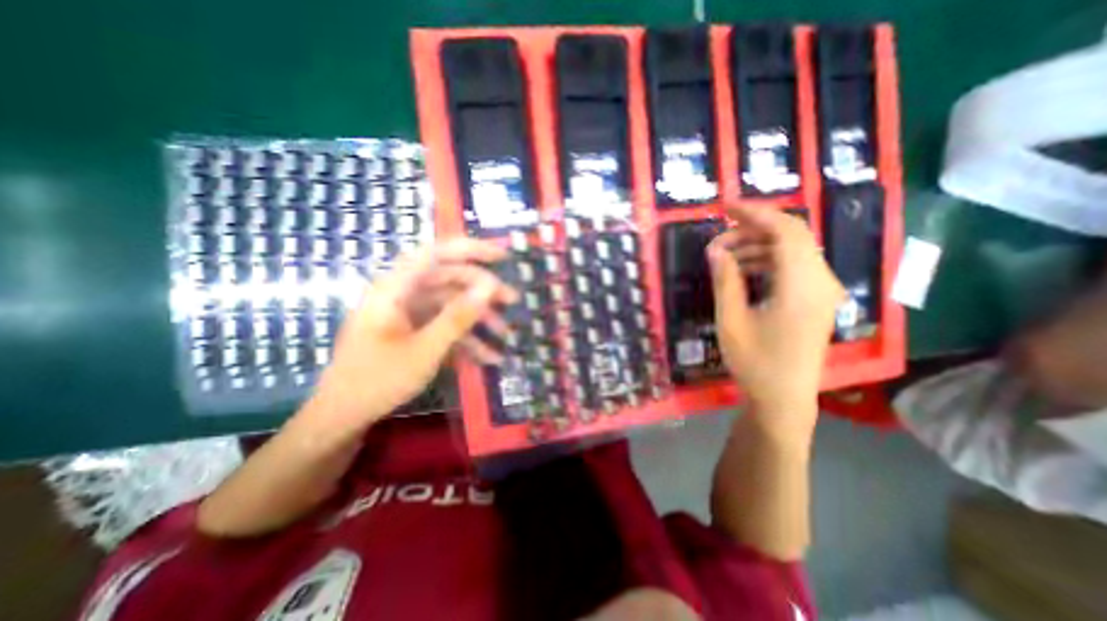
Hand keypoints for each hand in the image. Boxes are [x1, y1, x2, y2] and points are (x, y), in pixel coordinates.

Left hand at [313, 237, 515, 425]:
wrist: (343, 417)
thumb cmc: (378, 380)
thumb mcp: (425, 349)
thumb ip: (458, 316)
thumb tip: (490, 286)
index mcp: (395, 288)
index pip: (436, 254)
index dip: (471, 249)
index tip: (502, 256)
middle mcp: (402, 294)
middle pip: (449, 280)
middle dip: (482, 290)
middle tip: (513, 300)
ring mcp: (408, 314)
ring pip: (451, 305)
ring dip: (479, 319)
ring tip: (506, 334)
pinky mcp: (413, 331)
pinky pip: (444, 326)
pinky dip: (466, 339)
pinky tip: (489, 357)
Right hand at [715, 205, 843, 437]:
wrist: (783, 398)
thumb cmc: (754, 362)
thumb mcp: (731, 319)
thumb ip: (725, 280)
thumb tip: (715, 249)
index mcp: (802, 285)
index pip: (785, 230)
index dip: (755, 212)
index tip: (725, 206)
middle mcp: (820, 281)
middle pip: (791, 236)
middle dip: (751, 230)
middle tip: (717, 241)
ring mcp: (822, 291)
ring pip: (791, 251)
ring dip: (757, 247)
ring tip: (723, 257)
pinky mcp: (815, 300)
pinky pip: (792, 267)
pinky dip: (766, 261)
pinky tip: (742, 271)